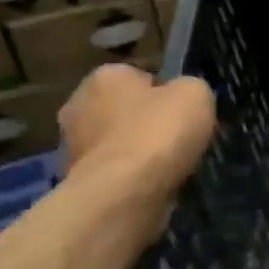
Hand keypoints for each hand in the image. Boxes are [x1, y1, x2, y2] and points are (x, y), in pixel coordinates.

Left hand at [59, 65, 215, 212]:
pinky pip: (114, 171)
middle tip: (177, 137)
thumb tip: (182, 97)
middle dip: (145, 121)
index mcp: (105, 76)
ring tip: (170, 165)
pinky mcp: (76, 181)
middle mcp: (78, 104)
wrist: (125, 192)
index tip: (184, 111)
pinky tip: (153, 184)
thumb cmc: (159, 131)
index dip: (165, 92)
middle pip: (123, 109)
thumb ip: (189, 88)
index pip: (139, 76)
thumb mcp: (196, 94)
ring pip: (117, 142)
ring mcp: (72, 146)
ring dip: (137, 151)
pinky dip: (131, 177)